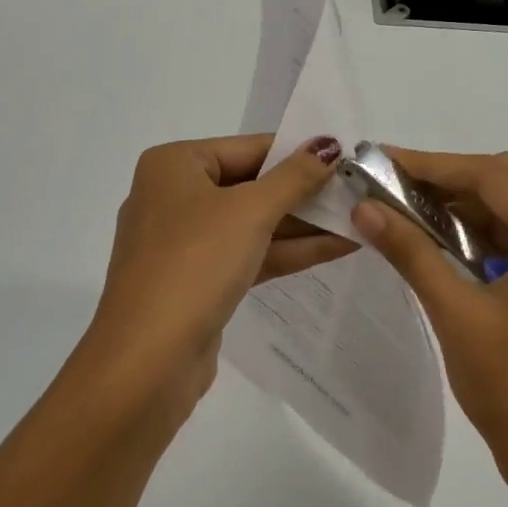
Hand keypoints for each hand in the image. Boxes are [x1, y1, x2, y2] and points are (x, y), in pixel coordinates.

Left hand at [77, 134, 355, 415]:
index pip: (249, 148)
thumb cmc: (195, 264)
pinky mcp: (198, 280)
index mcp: (174, 165)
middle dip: (305, 192)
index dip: (300, 154)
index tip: (348, 159)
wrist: (147, 361)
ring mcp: (185, 242)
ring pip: (253, 223)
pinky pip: (248, 253)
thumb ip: (295, 177)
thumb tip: (329, 145)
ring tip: (360, 219)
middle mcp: (174, 196)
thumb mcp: (251, 212)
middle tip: (359, 192)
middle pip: (252, 185)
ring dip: (304, 224)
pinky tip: (337, 247)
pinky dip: (288, 251)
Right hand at [350, 149, 507, 490]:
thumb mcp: (455, 315)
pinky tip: (439, 238)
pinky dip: (477, 229)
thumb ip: (410, 253)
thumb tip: (364, 208)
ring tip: (406, 207)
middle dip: (447, 178)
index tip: (383, 160)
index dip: (435, 165)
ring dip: (461, 203)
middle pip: (507, 182)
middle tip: (392, 183)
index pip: (495, 178)